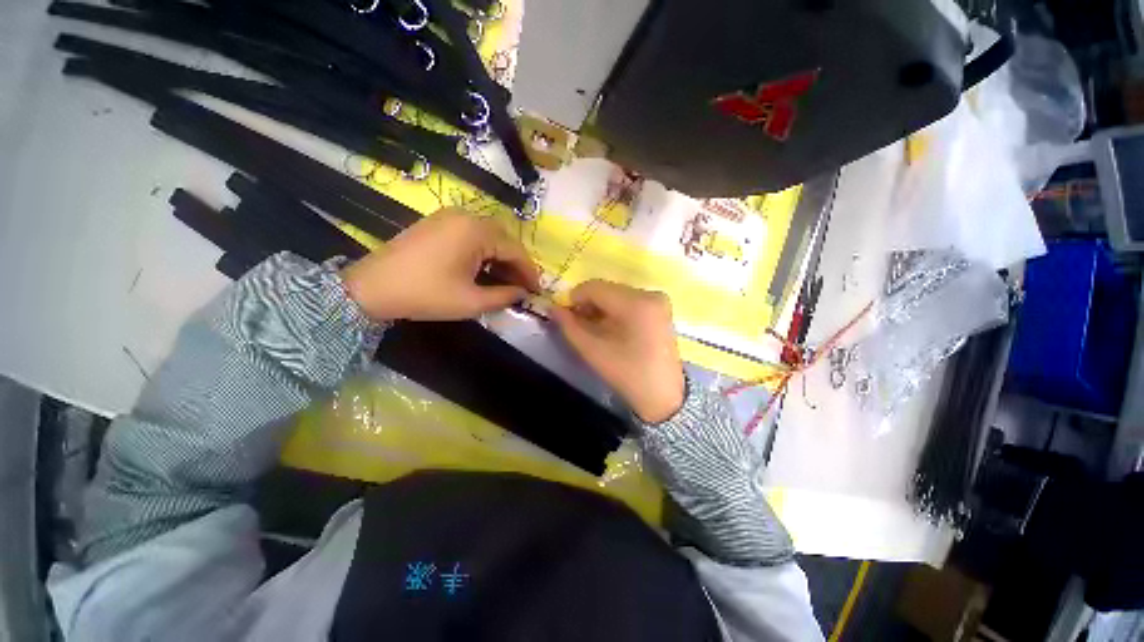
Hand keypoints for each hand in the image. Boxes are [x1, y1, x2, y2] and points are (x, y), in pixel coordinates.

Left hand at [341, 209, 539, 321]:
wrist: (371, 288)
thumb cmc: (426, 294)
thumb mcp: (471, 301)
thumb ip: (505, 296)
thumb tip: (523, 293)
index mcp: (476, 231)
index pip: (515, 250)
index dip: (529, 272)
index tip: (537, 291)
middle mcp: (466, 215)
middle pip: (503, 240)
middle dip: (515, 265)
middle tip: (521, 288)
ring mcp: (449, 217)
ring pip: (488, 237)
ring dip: (500, 259)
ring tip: (504, 282)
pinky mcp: (438, 223)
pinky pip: (471, 235)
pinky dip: (483, 253)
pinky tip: (483, 271)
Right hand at [550, 280, 684, 422]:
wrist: (663, 396)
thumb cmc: (626, 374)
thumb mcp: (592, 350)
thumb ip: (569, 325)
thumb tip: (553, 307)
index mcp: (635, 303)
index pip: (595, 287)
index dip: (574, 298)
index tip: (566, 315)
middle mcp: (650, 294)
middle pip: (607, 289)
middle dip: (589, 304)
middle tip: (579, 324)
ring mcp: (658, 300)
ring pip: (617, 294)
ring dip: (602, 308)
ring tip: (596, 329)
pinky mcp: (661, 309)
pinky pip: (630, 301)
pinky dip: (616, 310)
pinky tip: (612, 328)